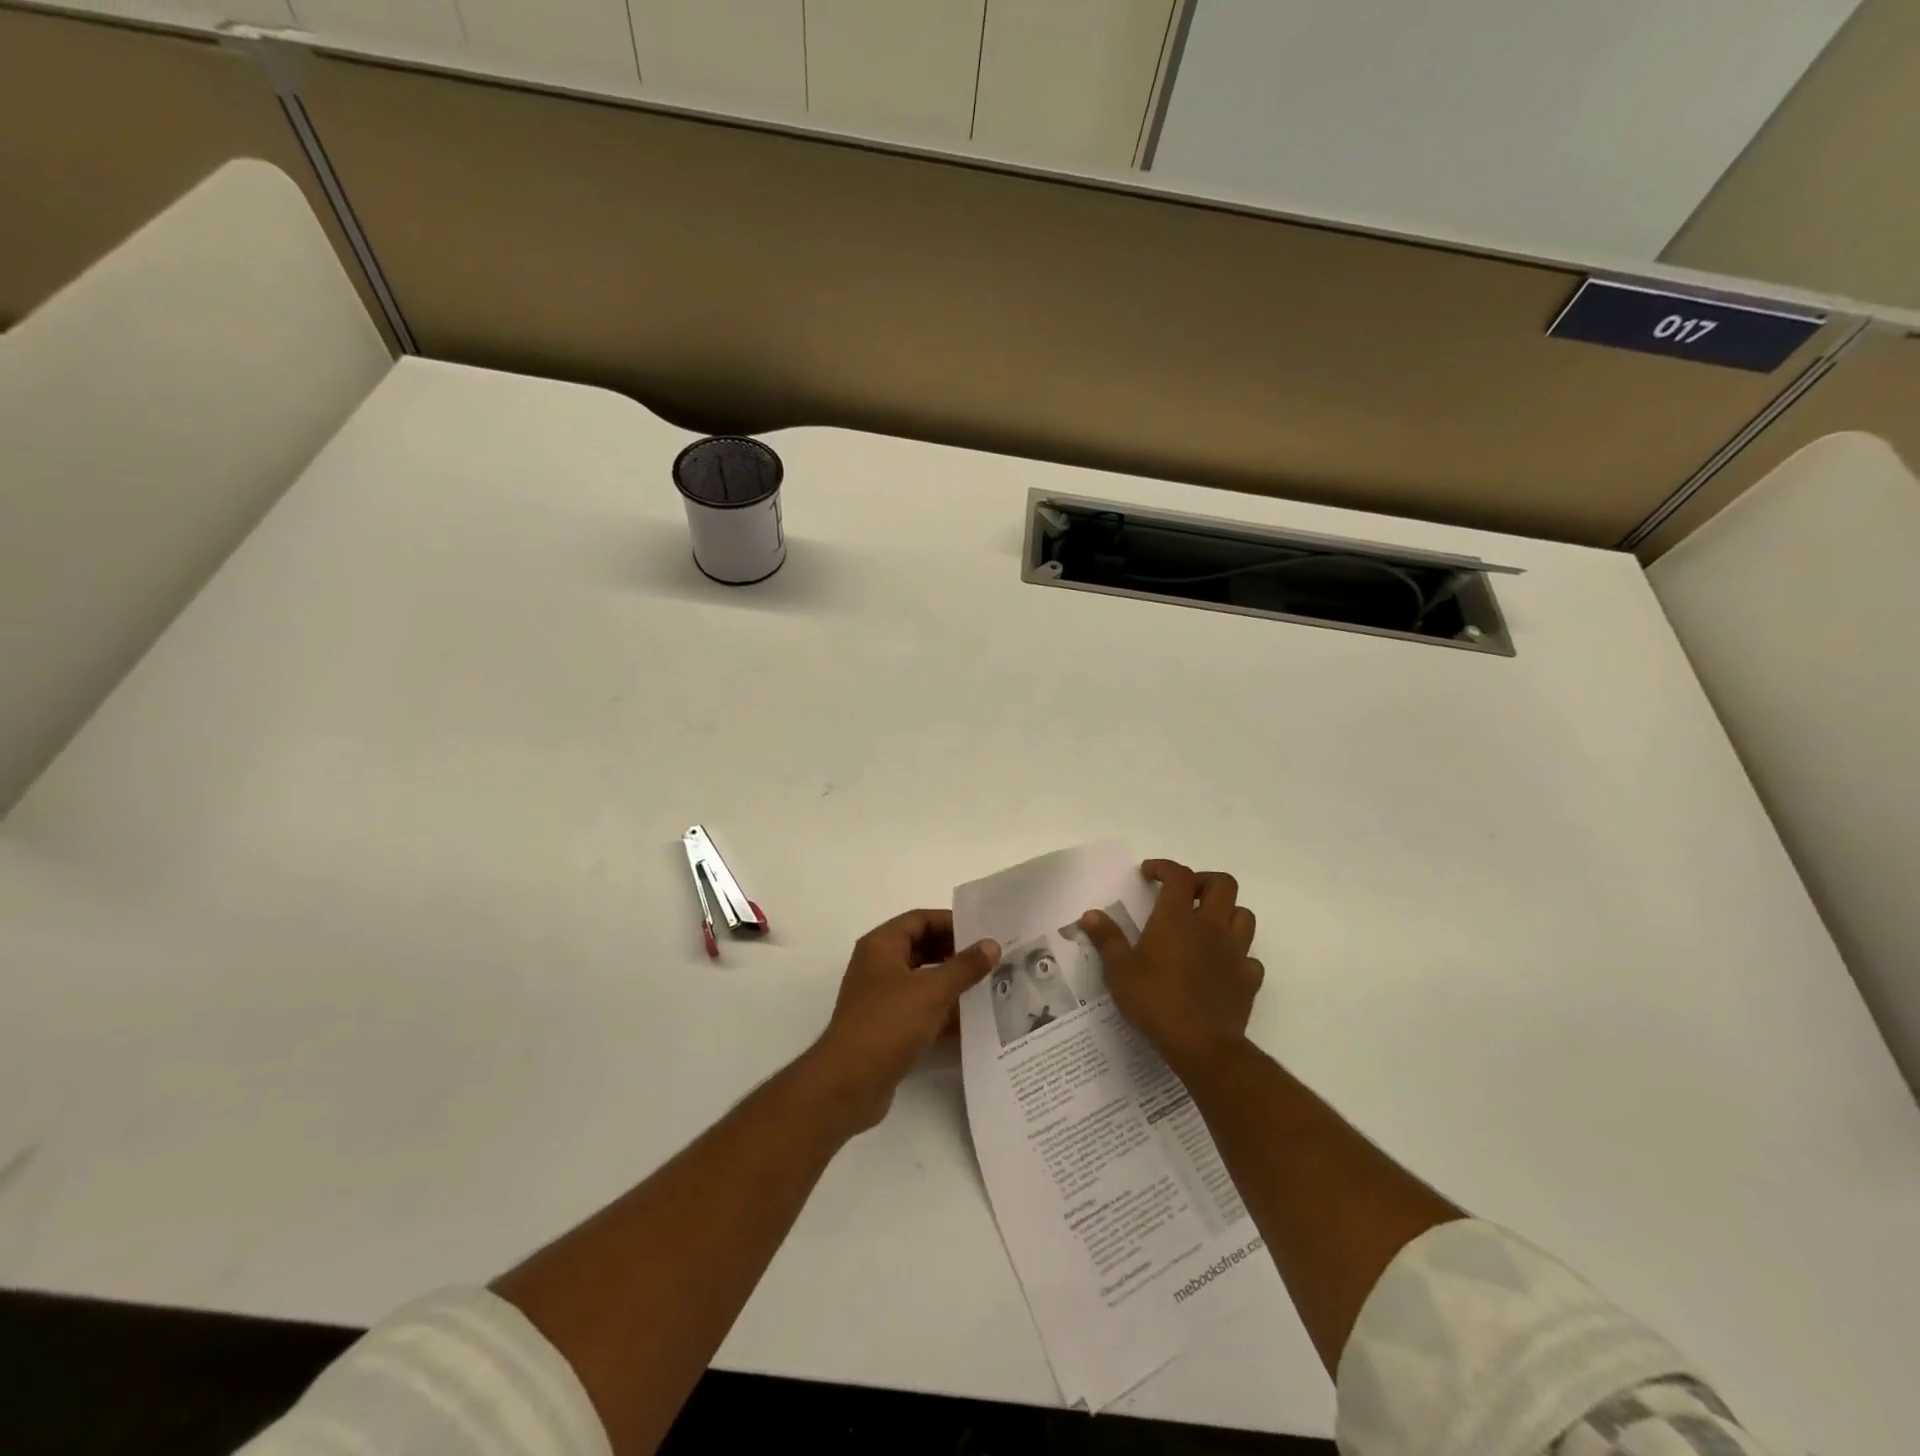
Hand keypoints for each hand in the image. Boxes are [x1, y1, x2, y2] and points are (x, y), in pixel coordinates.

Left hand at [802, 909, 999, 1134]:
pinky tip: (973, 1021)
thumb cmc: (888, 1023)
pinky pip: (920, 1010)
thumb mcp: (932, 990)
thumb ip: (964, 966)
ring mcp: (881, 998)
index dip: (951, 922)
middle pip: (922, 948)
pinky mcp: (887, 1028)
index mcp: (881, 946)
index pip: (920, 920)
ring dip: (952, 983)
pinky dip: (943, 1012)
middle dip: (955, 953)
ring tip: (989, 986)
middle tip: (991, 959)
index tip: (983, 932)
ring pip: (923, 981)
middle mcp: (878, 966)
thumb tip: (992, 944)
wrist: (849, 1083)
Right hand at [1079, 860, 1262, 1078]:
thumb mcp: (1119, 971)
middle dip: (1203, 881)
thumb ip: (1107, 939)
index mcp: (1177, 919)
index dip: (1164, 867)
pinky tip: (1221, 965)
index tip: (1148, 874)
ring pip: (1244, 915)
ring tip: (1206, 925)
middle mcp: (1211, 927)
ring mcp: (1235, 952)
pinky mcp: (1249, 979)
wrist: (1201, 1045)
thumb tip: (1090, 914)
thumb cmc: (1155, 1001)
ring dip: (1227, 912)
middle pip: (1223, 884)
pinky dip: (1238, 954)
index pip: (1179, 875)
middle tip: (1184, 894)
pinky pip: (1250, 957)